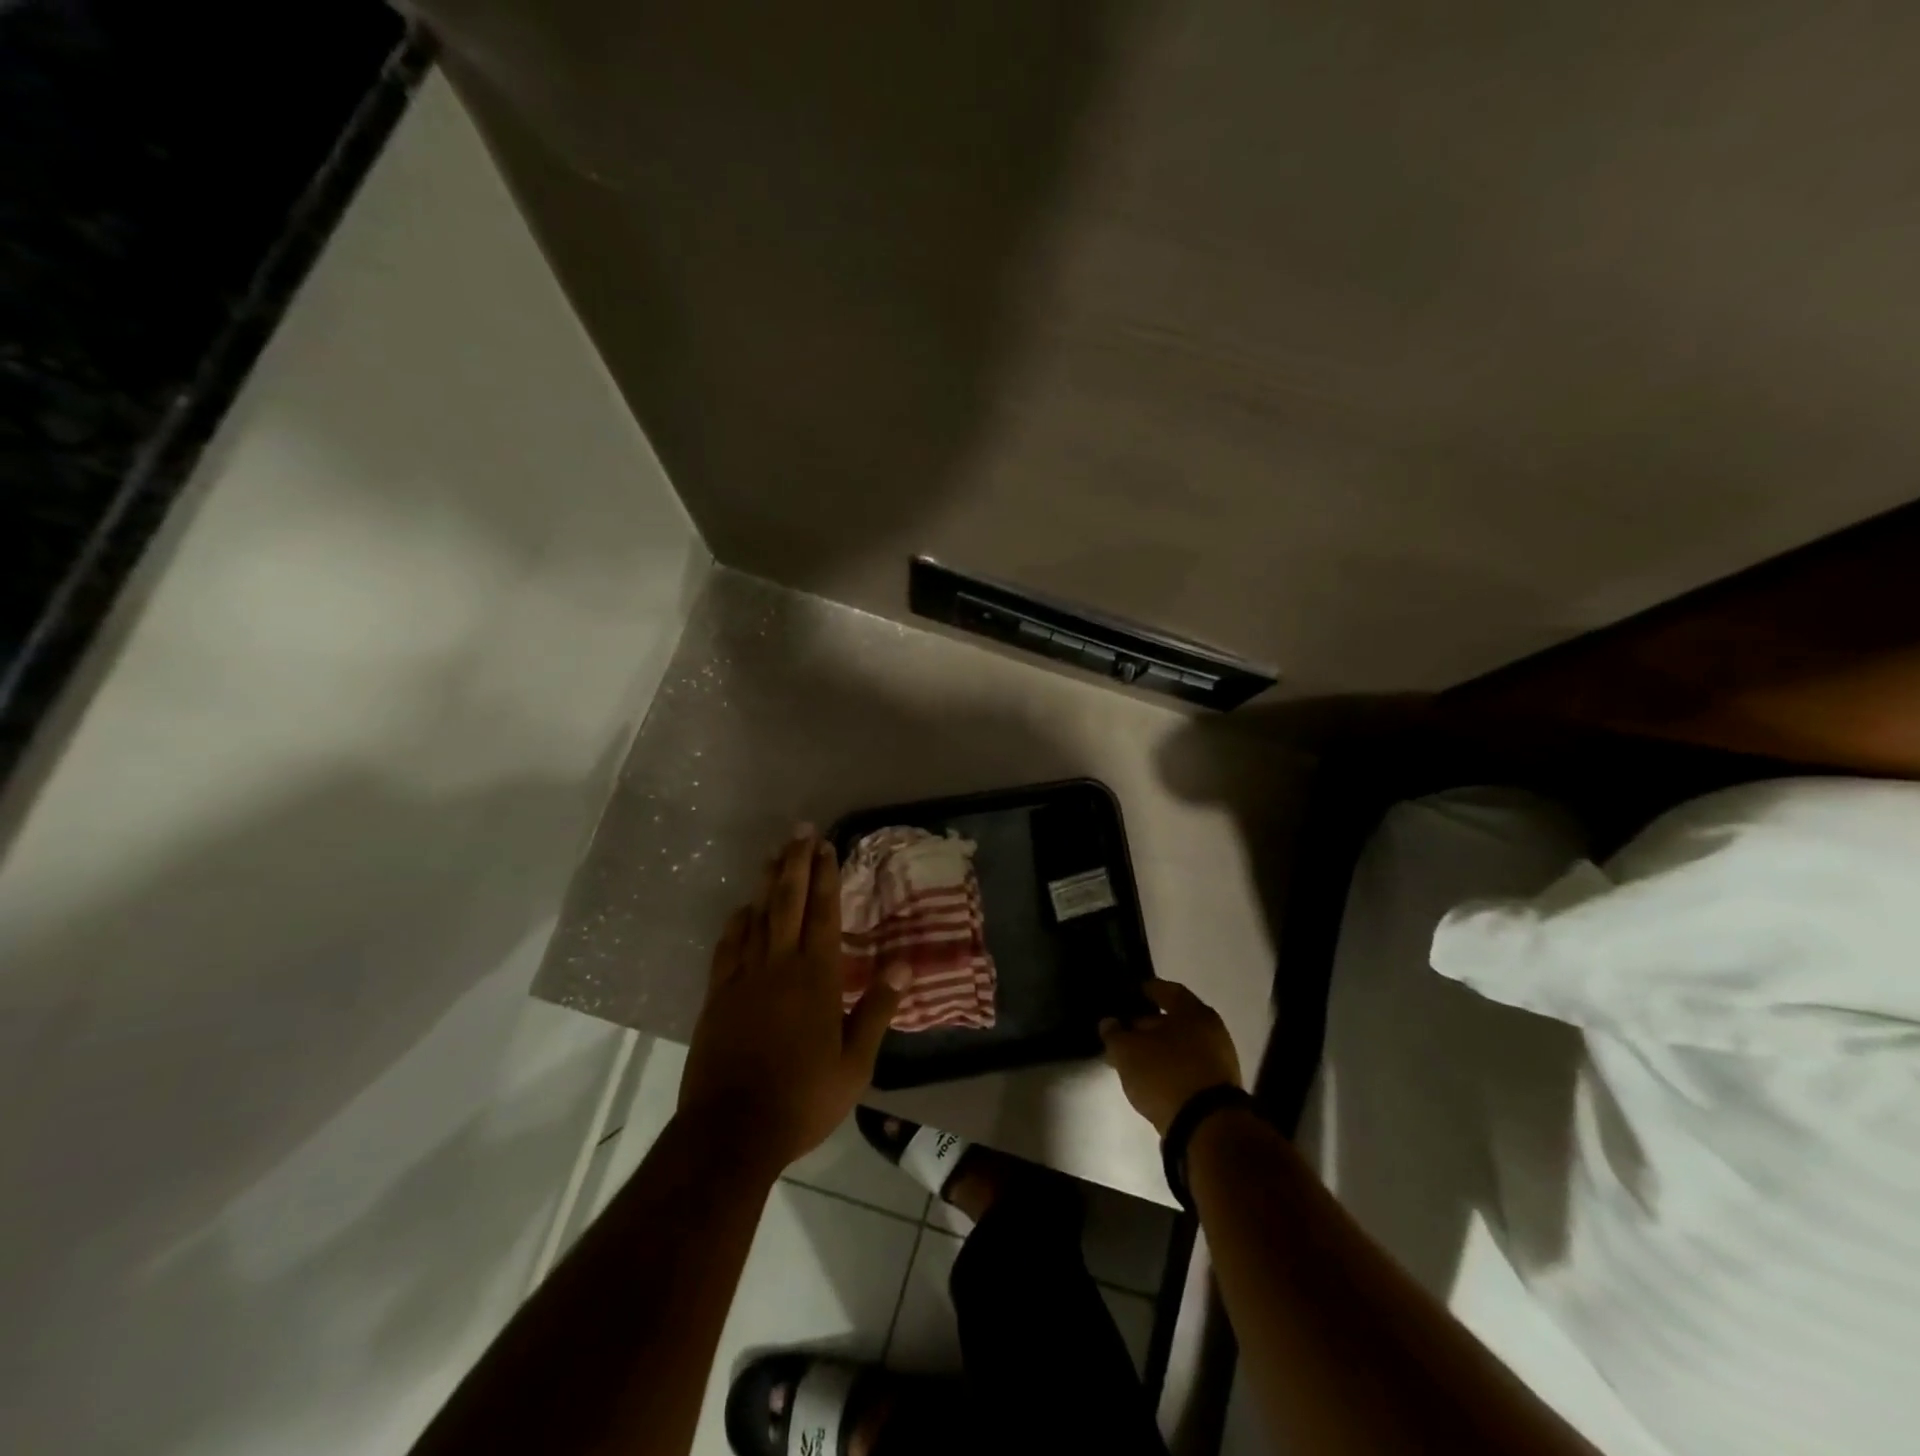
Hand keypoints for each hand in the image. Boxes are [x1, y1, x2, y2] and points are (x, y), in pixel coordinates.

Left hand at [679, 827, 906, 1169]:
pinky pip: (728, 947)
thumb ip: (877, 1010)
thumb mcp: (855, 1063)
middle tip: (800, 831)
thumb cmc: (803, 1098)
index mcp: (816, 978)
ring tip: (774, 855)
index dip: (826, 877)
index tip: (827, 846)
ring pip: (757, 916)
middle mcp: (779, 966)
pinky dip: (737, 922)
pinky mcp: (718, 996)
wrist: (732, 1130)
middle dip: (796, 863)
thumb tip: (904, 966)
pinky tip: (742, 909)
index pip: (823, 914)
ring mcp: (744, 978)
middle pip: (788, 902)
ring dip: (767, 883)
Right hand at [1100, 979, 1241, 1135]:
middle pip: (1175, 1019)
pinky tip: (1152, 1079)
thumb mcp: (1128, 1051)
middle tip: (1124, 1032)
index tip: (1130, 994)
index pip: (1167, 990)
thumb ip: (1114, 1034)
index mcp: (1193, 1011)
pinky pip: (1189, 1068)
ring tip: (1134, 1060)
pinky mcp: (1220, 1089)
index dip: (1146, 990)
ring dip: (1159, 1049)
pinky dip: (1170, 1068)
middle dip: (1148, 1025)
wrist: (1208, 1128)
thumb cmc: (1166, 1075)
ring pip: (1181, 1046)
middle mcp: (1212, 1030)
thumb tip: (1109, 1023)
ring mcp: (1219, 1061)